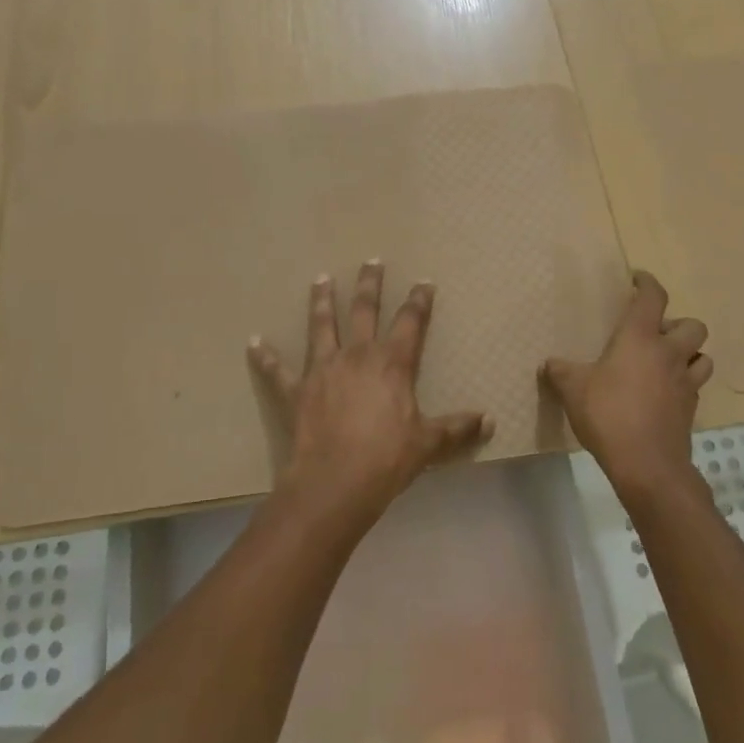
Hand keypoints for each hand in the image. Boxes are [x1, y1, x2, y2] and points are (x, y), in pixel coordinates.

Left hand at [248, 260, 492, 532]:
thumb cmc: (387, 459)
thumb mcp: (428, 444)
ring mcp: (323, 369)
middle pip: (364, 310)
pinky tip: (254, 342)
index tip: (423, 282)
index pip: (410, 322)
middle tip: (371, 261)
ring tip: (320, 279)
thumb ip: (457, 429)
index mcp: (392, 363)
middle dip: (369, 284)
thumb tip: (490, 422)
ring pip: (321, 325)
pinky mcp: (296, 390)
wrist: (336, 482)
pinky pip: (278, 370)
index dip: (418, 301)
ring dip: (321, 301)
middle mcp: (357, 355)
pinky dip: (266, 356)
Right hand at [542, 270, 711, 494]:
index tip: (638, 279)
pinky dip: (684, 383)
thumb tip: (549, 364)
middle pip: (693, 325)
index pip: (653, 297)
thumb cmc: (608, 414)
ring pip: (702, 356)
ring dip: (689, 354)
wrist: (647, 464)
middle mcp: (668, 353)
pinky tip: (665, 393)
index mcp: (640, 338)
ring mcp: (685, 382)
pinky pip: (695, 386)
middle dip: (678, 324)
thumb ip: (560, 371)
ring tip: (666, 362)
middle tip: (655, 334)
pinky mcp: (691, 409)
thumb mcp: (573, 389)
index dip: (648, 283)